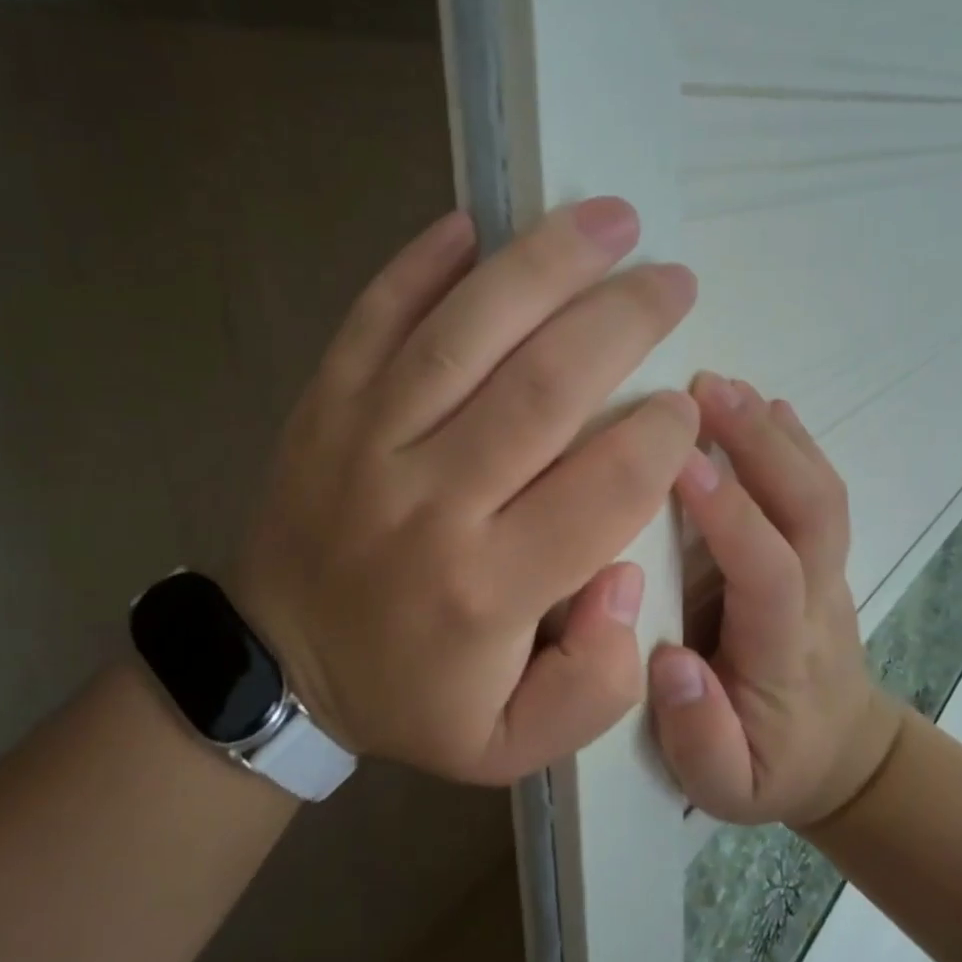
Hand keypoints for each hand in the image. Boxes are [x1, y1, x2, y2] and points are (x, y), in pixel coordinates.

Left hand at [228, 199, 698, 785]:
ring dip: (546, 264)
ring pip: (467, 331)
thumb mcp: (510, 743)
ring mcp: (368, 438)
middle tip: (674, 280)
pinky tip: (472, 222)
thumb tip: (625, 576)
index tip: (686, 406)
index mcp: (488, 587)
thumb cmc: (409, 695)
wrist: (276, 663)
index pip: (605, 486)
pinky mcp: (325, 404)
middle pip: (546, 386)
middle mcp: (432, 500)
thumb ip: (594, 685)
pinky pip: (374, 317)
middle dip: (625, 320)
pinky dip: (421, 263)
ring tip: (611, 218)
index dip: (662, 434)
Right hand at [648, 373, 902, 828]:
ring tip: (723, 383)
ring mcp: (830, 569)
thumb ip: (700, 737)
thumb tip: (670, 662)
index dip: (730, 514)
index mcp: (785, 652)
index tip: (678, 461)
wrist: (841, 752)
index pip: (768, 571)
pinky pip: (819, 489)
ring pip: (820, 490)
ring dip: (775, 432)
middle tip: (704, 389)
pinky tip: (766, 405)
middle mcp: (818, 597)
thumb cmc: (771, 763)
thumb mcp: (727, 787)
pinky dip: (795, 441)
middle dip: (762, 444)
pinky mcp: (823, 553)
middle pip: (811, 509)